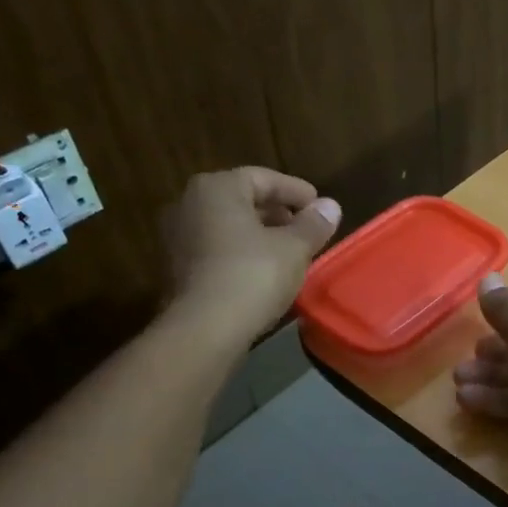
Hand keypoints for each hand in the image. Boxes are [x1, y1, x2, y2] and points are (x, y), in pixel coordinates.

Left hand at [162, 168, 340, 345]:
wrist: (205, 328)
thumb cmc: (253, 275)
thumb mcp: (294, 248)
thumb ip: (313, 224)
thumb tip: (331, 206)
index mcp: (217, 188)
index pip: (263, 178)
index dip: (296, 191)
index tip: (320, 207)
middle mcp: (190, 203)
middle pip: (242, 199)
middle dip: (277, 213)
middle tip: (306, 229)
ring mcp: (178, 236)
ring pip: (228, 225)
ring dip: (259, 234)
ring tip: (289, 251)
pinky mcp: (176, 267)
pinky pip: (216, 248)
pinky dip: (241, 252)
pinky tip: (264, 270)